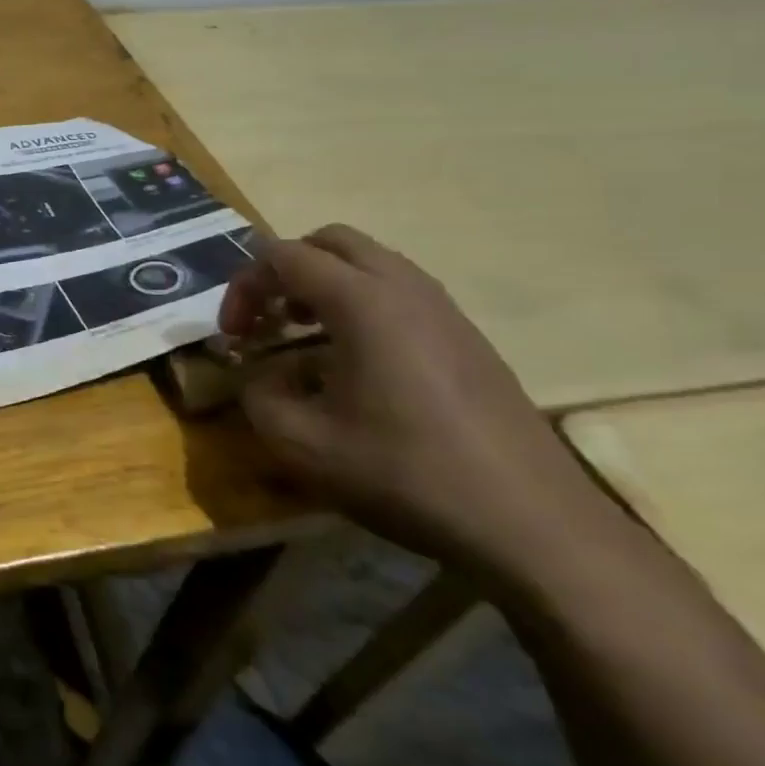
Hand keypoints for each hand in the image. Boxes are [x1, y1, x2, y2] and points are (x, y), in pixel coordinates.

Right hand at [220, 224, 608, 577]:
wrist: (531, 523)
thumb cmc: (404, 474)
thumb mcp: (301, 443)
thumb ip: (258, 394)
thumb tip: (263, 374)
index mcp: (362, 301)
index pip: (282, 256)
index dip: (243, 286)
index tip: (234, 336)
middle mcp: (405, 289)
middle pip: (329, 242)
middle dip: (284, 271)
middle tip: (266, 319)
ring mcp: (444, 310)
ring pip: (369, 264)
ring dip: (323, 286)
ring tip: (302, 336)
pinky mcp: (467, 338)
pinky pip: (399, 294)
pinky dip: (359, 306)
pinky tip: (353, 364)